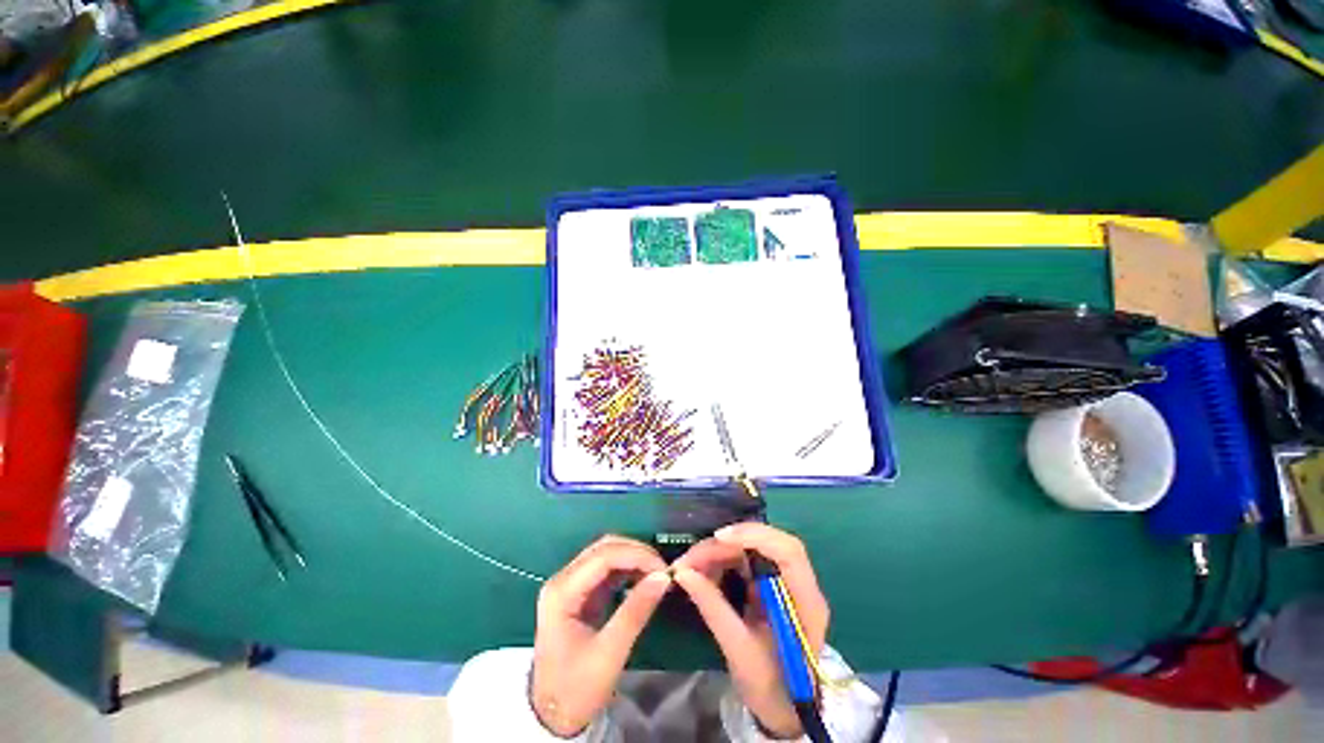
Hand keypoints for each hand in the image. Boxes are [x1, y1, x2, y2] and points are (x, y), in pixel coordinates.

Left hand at [531, 535, 671, 736]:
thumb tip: (663, 578)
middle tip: (663, 569)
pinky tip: (642, 578)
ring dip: (632, 558)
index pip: (603, 556)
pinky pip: (605, 569)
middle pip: (603, 548)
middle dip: (636, 553)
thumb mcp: (609, 654)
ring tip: (656, 573)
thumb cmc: (577, 688)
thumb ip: (635, 612)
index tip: (664, 569)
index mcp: (562, 592)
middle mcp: (562, 579)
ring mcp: (569, 584)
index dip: (636, 555)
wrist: (553, 716)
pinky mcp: (578, 592)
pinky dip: (626, 569)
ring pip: (605, 554)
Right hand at [673, 523, 829, 738]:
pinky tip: (703, 571)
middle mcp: (798, 583)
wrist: (785, 708)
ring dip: (718, 552)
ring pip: (750, 549)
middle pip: (764, 543)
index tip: (719, 538)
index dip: (754, 536)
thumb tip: (683, 573)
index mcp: (805, 602)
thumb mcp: (739, 652)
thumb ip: (713, 609)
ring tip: (690, 565)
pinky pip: (743, 560)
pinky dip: (721, 561)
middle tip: (691, 558)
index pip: (788, 552)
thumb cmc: (771, 687)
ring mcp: (783, 580)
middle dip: (725, 545)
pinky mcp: (768, 582)